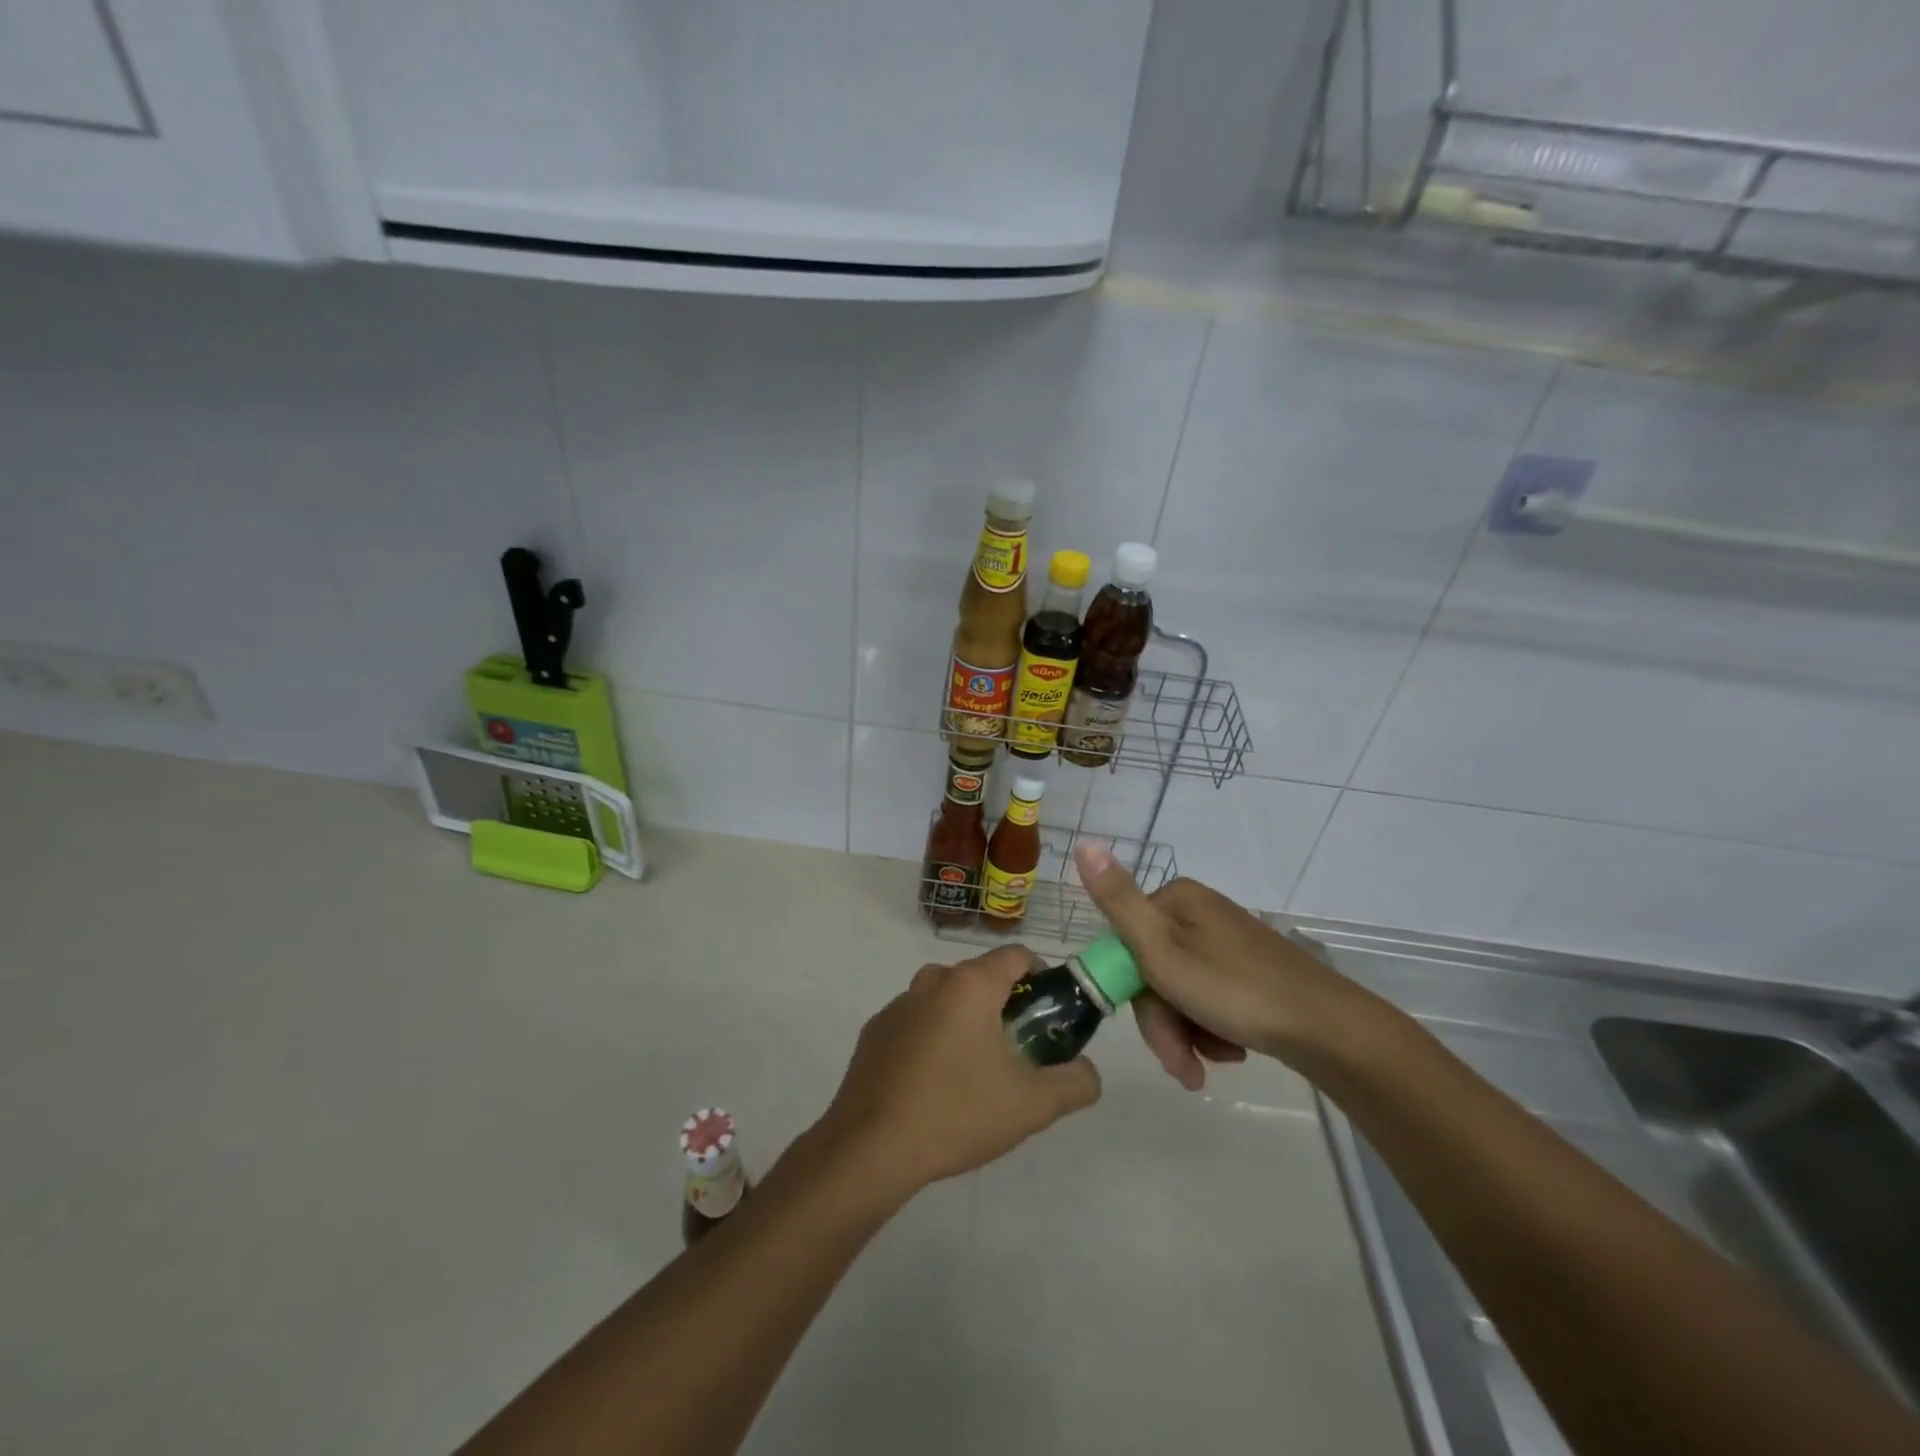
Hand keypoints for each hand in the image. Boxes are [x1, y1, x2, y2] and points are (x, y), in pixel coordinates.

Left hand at [818, 945, 1101, 1198]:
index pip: (1018, 955)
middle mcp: (933, 980)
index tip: (1051, 1015)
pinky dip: (933, 1038)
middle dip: (1006, 1005)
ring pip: (947, 999)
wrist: (870, 1148)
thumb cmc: (957, 1113)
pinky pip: (917, 1021)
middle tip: (1019, 1052)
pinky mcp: (875, 1030)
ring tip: (977, 1074)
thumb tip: (1088, 1072)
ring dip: (968, 1021)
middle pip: (982, 977)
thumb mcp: (1033, 1105)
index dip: (1043, 978)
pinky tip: (934, 1085)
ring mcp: (898, 1004)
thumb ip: (1076, 1082)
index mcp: (970, 984)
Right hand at [1074, 844, 1378, 1088]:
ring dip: (1187, 1032)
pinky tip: (1231, 1048)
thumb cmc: (1235, 989)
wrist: (1327, 1029)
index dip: (1131, 994)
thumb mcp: (1162, 949)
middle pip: (1155, 970)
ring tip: (1211, 1063)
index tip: (1154, 1035)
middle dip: (1164, 1024)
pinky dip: (1212, 1028)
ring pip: (1180, 990)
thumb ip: (1118, 901)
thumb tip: (1083, 842)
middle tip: (1184, 1066)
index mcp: (1177, 900)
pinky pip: (1209, 998)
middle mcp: (1200, 912)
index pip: (1126, 945)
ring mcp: (1227, 941)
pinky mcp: (1249, 969)